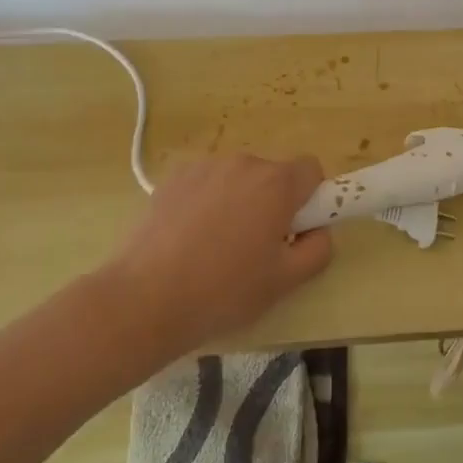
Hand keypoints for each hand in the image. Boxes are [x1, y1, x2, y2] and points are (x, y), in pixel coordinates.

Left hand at [110, 154, 333, 354]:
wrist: (144, 299)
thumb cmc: (224, 291)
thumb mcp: (285, 282)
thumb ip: (318, 249)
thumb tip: (318, 230)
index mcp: (277, 183)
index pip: (311, 170)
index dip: (310, 198)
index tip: (295, 230)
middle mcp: (244, 162)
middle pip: (273, 175)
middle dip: (273, 203)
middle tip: (256, 247)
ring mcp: (206, 166)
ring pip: (238, 179)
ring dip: (239, 201)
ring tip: (216, 247)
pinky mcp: (174, 177)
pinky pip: (207, 183)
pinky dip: (207, 202)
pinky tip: (189, 238)